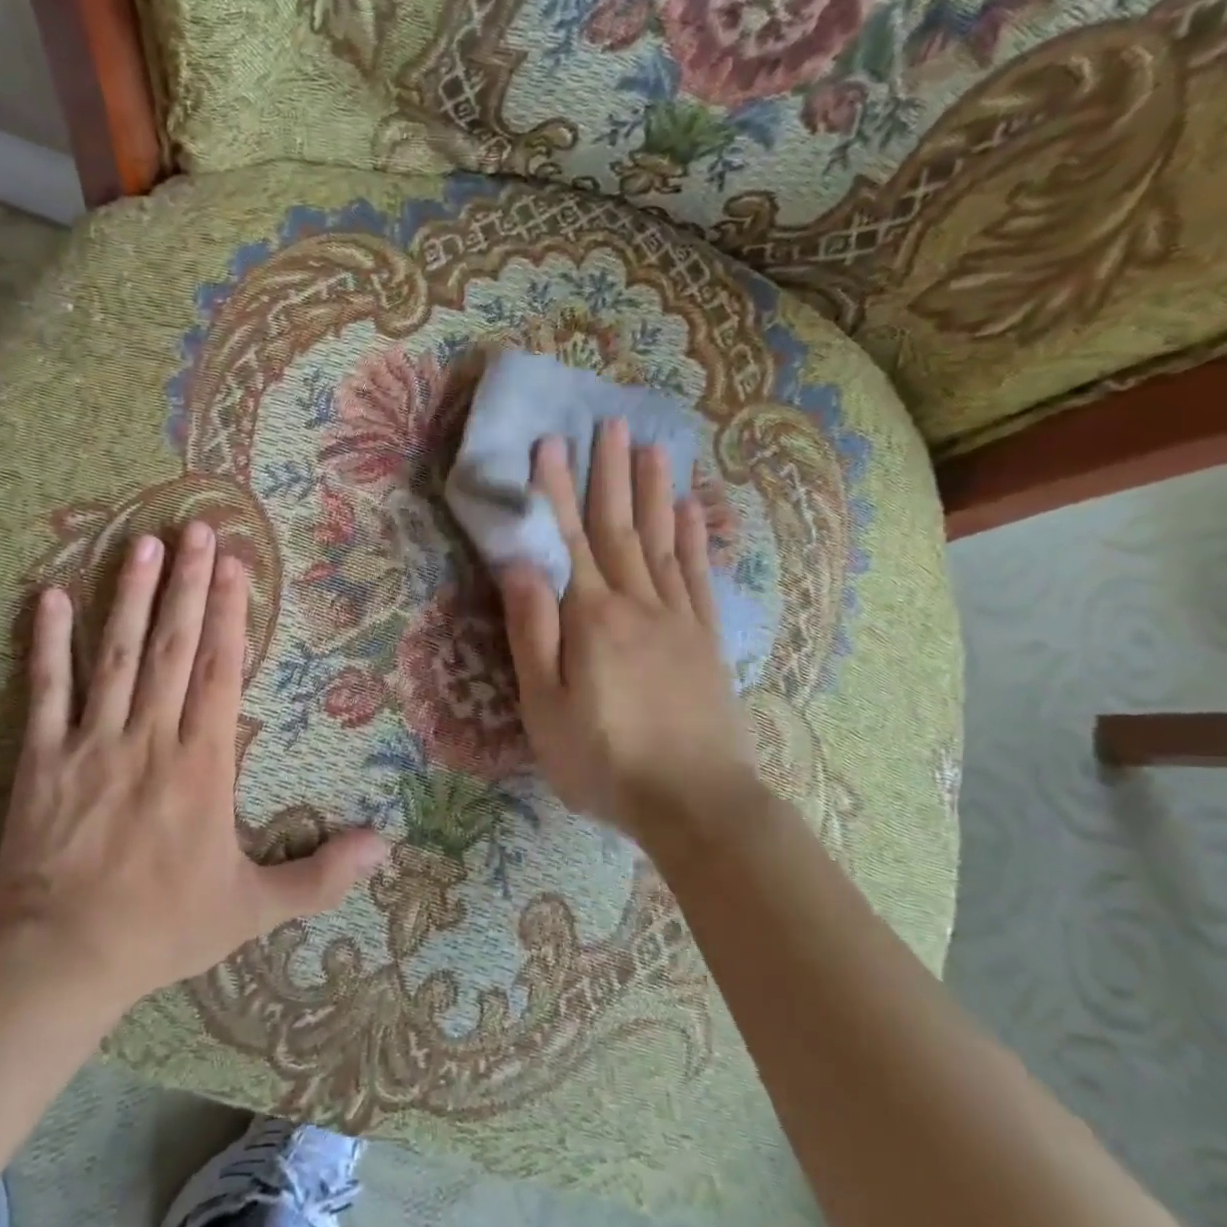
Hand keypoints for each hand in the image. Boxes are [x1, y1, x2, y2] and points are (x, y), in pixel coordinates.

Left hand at [0, 521, 387, 1001]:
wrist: (64, 961)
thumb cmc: (164, 928)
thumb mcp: (253, 910)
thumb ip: (321, 876)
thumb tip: (385, 847)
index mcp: (202, 764)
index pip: (220, 671)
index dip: (231, 614)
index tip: (236, 564)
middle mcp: (151, 737)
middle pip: (174, 646)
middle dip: (190, 584)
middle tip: (198, 528)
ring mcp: (93, 742)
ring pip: (117, 654)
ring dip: (132, 596)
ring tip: (144, 544)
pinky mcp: (43, 757)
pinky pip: (45, 690)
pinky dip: (47, 643)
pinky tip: (50, 597)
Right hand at [498, 421, 757, 846]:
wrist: (697, 804)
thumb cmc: (605, 760)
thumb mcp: (546, 706)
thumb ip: (534, 632)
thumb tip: (520, 564)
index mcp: (592, 618)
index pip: (569, 540)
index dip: (556, 490)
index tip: (551, 443)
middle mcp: (637, 604)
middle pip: (620, 527)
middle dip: (611, 474)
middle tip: (611, 423)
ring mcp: (678, 619)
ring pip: (664, 541)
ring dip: (655, 492)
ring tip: (652, 447)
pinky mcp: (706, 640)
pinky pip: (699, 576)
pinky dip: (696, 538)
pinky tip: (693, 510)